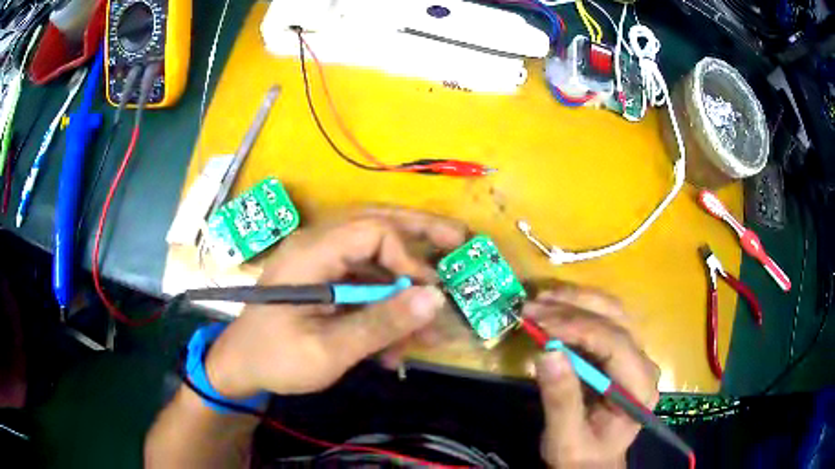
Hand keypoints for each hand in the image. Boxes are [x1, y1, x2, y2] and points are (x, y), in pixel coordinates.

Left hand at [203, 207, 465, 397]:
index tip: (426, 292)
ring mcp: (321, 264)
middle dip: (420, 232)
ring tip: (438, 305)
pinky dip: (386, 305)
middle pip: (375, 224)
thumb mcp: (329, 350)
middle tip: (459, 238)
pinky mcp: (324, 283)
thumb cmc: (276, 359)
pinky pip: (363, 283)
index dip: (406, 255)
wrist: (241, 367)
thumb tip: (436, 299)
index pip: (371, 231)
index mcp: (311, 254)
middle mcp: (317, 247)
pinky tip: (401, 341)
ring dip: (406, 281)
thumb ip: (381, 324)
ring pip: (374, 255)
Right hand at [524, 286, 659, 467]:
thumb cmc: (581, 457)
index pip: (615, 344)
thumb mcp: (565, 439)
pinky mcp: (622, 353)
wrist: (593, 464)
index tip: (540, 322)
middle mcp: (644, 364)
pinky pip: (604, 321)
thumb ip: (560, 399)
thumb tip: (547, 351)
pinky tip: (554, 309)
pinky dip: (577, 310)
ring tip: (540, 300)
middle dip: (575, 306)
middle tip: (534, 304)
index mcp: (639, 389)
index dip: (578, 327)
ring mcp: (636, 356)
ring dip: (576, 300)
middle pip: (617, 319)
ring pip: (613, 312)